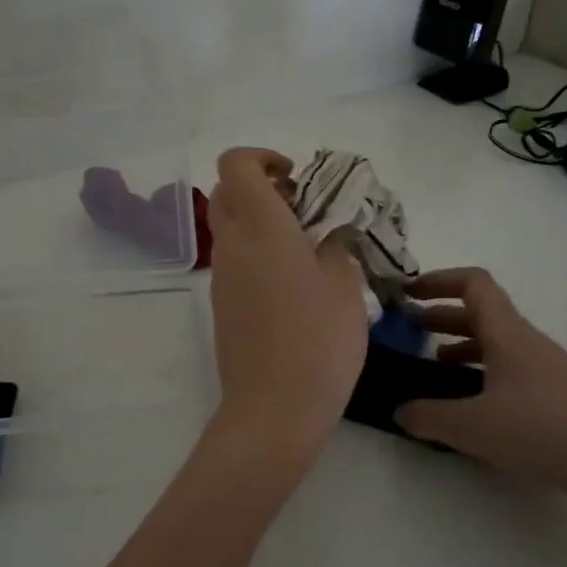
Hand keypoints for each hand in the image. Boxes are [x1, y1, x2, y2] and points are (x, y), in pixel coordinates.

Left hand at [206, 148, 367, 465]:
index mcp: (262, 228)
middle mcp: (232, 245)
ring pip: (228, 229)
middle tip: (301, 208)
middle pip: (226, 193)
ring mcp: (221, 278)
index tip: (295, 177)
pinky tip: (293, 285)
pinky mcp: (222, 307)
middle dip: (259, 187)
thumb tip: (328, 236)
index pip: (236, 165)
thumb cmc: (318, 342)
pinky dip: (255, 254)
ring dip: (258, 223)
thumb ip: (336, 248)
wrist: (273, 409)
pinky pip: (234, 262)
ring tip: (305, 248)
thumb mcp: (345, 287)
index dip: (262, 157)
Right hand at [395, 268, 566, 518]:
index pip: (473, 284)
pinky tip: (472, 402)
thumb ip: (429, 417)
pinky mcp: (559, 394)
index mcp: (507, 334)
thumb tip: (400, 411)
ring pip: (496, 341)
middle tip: (408, 328)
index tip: (407, 293)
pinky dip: (482, 370)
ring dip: (460, 343)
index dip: (438, 280)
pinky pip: (510, 367)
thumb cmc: (544, 431)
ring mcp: (546, 367)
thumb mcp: (474, 427)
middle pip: (481, 312)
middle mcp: (527, 342)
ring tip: (432, 364)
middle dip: (440, 314)